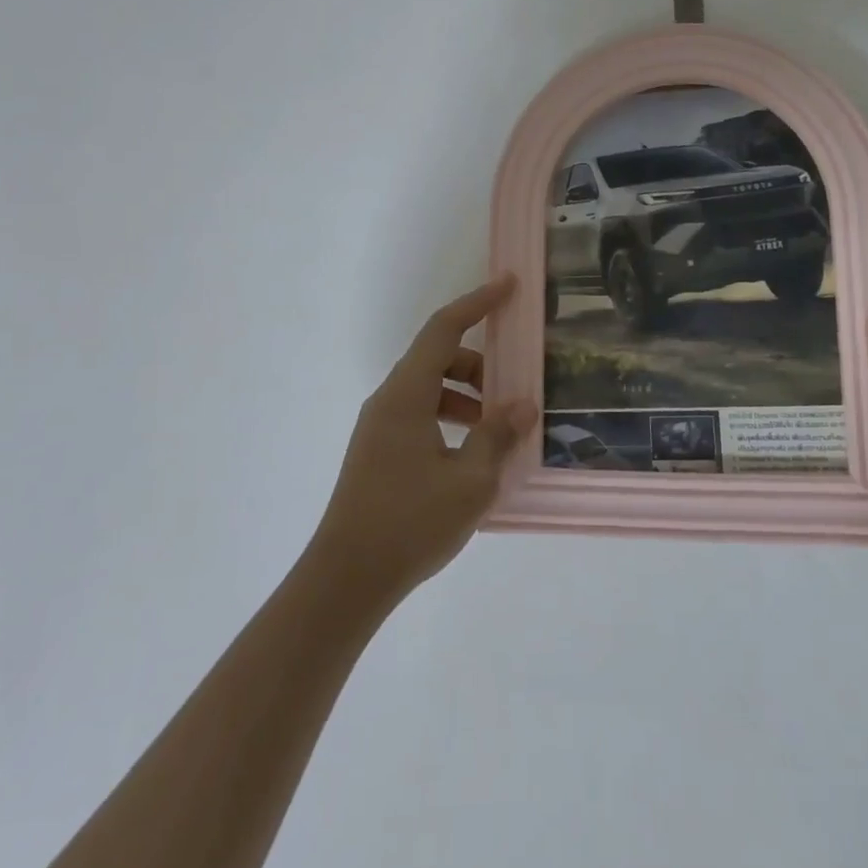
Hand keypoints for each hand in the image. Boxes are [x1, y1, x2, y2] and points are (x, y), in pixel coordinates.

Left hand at [308, 275, 536, 609]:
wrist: (346, 580)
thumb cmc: (410, 523)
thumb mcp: (470, 481)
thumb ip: (498, 435)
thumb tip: (522, 404)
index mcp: (406, 395)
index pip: (444, 329)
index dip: (477, 302)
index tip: (509, 286)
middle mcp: (388, 401)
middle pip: (437, 359)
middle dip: (479, 365)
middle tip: (513, 390)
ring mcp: (379, 428)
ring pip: (429, 389)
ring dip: (466, 396)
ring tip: (497, 430)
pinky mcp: (378, 453)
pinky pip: (420, 416)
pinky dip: (450, 419)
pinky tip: (472, 456)